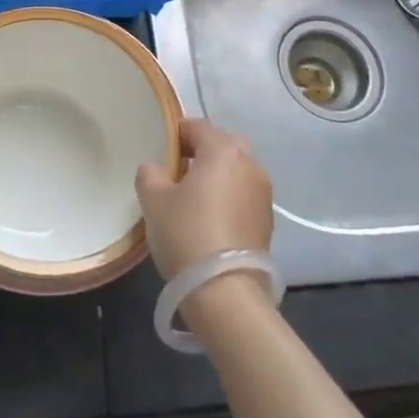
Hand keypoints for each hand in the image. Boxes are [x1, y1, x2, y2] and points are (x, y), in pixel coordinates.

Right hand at [134, 118, 272, 277]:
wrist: (225, 290)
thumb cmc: (186, 234)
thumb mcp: (153, 201)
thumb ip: (150, 174)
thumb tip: (155, 169)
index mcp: (223, 151)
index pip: (198, 126)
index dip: (176, 133)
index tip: (161, 150)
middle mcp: (250, 165)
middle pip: (224, 145)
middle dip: (203, 152)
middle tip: (179, 171)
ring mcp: (263, 194)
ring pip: (237, 171)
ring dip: (219, 177)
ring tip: (194, 199)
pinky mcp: (268, 222)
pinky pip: (244, 196)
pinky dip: (229, 200)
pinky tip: (210, 221)